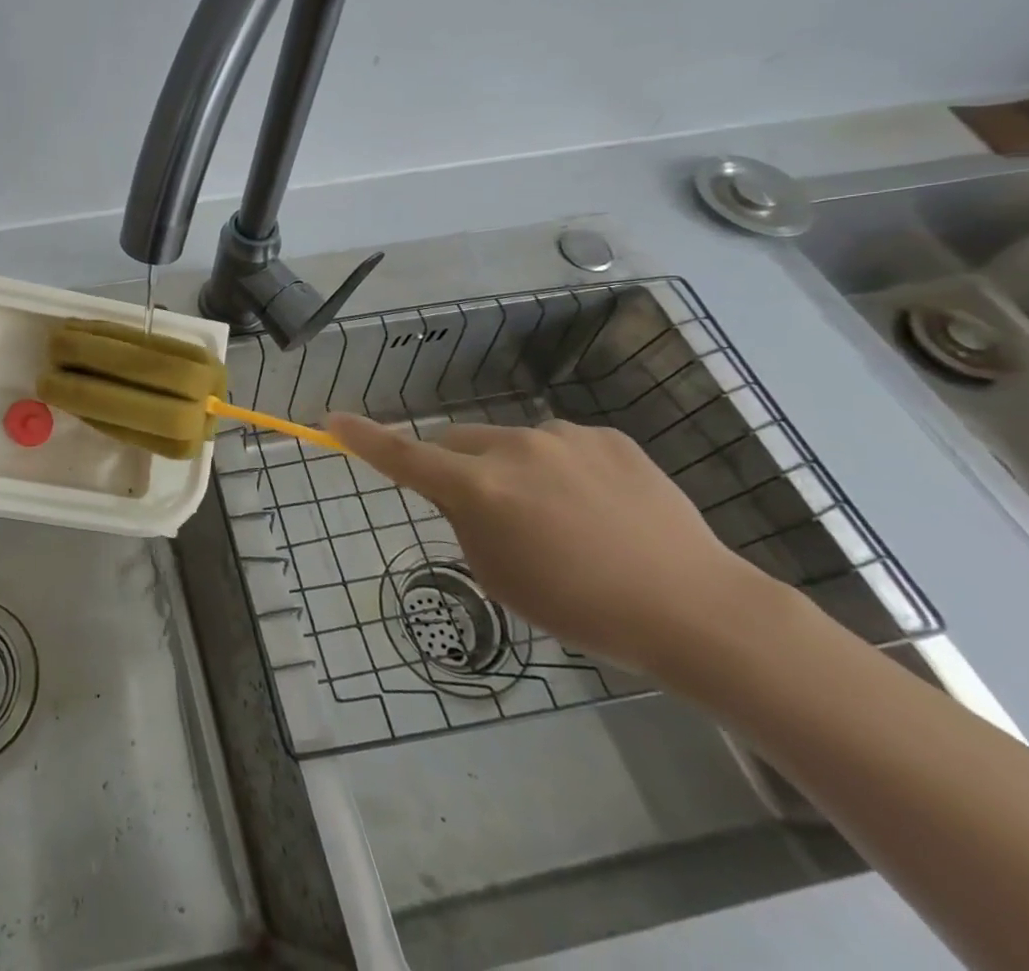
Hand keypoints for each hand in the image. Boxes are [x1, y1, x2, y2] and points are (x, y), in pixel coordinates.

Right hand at [325, 413, 777, 674]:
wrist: (696, 609)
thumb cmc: (582, 608)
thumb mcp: (499, 577)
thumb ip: (467, 523)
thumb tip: (469, 493)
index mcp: (480, 489)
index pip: (404, 456)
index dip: (364, 438)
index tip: (332, 419)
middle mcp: (513, 448)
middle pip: (457, 441)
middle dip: (459, 467)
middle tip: (491, 512)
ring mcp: (563, 436)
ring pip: (512, 443)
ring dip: (515, 470)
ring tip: (565, 520)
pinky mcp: (606, 436)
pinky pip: (561, 444)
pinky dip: (562, 469)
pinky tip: (602, 509)